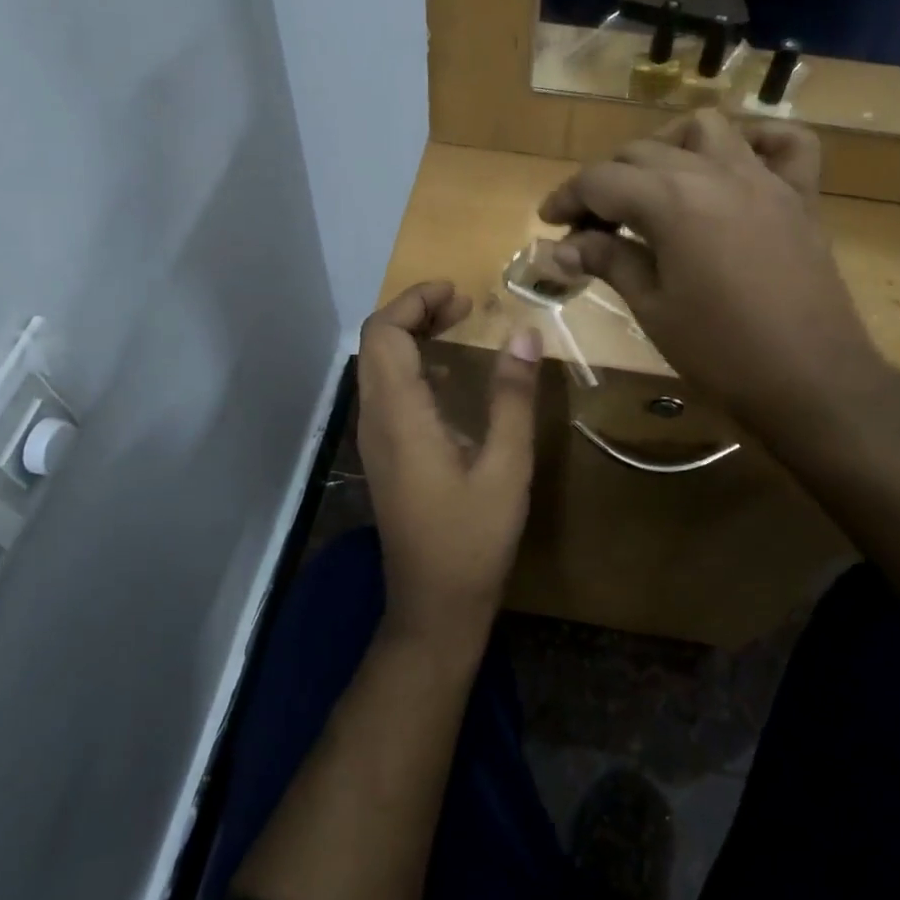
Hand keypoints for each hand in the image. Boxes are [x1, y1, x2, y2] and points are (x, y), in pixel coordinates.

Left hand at [357, 282, 541, 647]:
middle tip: (464, 306)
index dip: (414, 302)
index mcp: (400, 416)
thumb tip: (525, 334)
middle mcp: (375, 420)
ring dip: (411, 336)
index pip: (383, 334)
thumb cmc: (472, 539)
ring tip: (458, 326)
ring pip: (377, 366)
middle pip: (375, 343)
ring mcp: (373, 439)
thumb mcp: (506, 467)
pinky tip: (447, 375)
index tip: (458, 293)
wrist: (433, 606)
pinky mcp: (382, 454)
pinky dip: (410, 364)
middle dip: (414, 312)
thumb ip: (513, 397)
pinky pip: (385, 390)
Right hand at [539, 113, 891, 432]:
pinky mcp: (800, 198)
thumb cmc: (720, 353)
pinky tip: (735, 165)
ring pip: (706, 130)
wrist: (810, 382)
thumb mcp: (652, 308)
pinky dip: (756, 142)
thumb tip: (562, 248)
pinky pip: (786, 145)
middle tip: (590, 225)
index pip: (601, 180)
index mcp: (672, 202)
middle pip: (643, 152)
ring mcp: (764, 180)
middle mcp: (716, 174)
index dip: (567, 198)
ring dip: (668, 147)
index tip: (549, 223)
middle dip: (606, 181)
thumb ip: (608, 262)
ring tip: (653, 187)